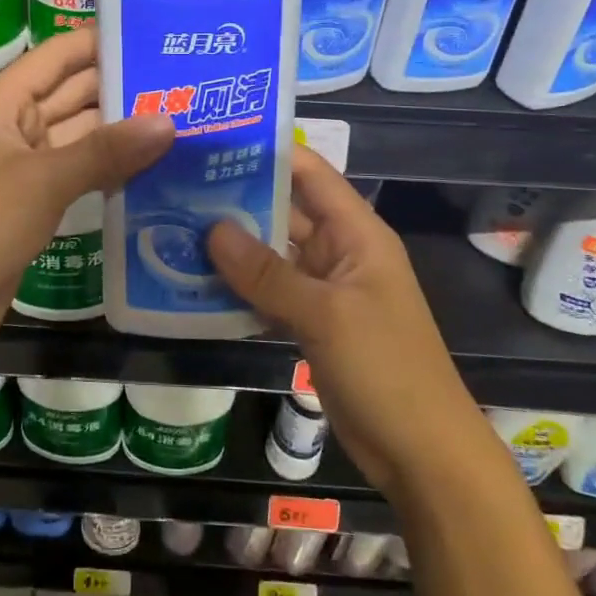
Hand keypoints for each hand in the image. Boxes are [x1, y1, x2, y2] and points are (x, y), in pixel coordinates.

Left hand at [0, 26, 175, 352]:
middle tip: (184, 79)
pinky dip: (108, 164)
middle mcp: (12, 123)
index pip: (57, 55)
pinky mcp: (33, 197)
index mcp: (0, 102)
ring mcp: (23, 162)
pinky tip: (153, 162)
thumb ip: (106, 150)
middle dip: (121, 86)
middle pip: (72, 91)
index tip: (156, 33)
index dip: (101, 41)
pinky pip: (77, 167)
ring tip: (181, 115)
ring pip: (78, 132)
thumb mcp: (44, 182)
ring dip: (120, 128)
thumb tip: (169, 121)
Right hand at [207, 148, 482, 501]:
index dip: (266, 151)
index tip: (212, 141)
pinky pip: (268, 291)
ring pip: (271, 253)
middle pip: (282, 210)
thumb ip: (267, 272)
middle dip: (234, 198)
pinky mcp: (310, 322)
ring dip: (230, 245)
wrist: (423, 455)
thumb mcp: (325, 315)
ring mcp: (323, 289)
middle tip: (173, 185)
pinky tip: (194, 281)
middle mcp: (338, 251)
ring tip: (172, 226)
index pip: (309, 173)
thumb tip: (211, 229)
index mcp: (356, 232)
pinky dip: (238, 286)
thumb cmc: (386, 369)